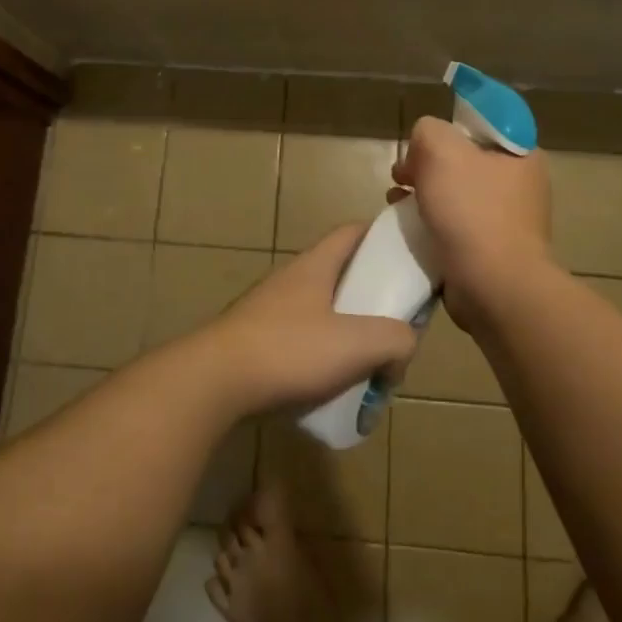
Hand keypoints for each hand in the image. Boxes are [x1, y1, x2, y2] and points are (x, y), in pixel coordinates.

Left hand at [200, 226, 417, 415]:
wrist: (215, 382)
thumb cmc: (288, 350)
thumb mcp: (356, 344)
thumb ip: (394, 339)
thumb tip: (403, 344)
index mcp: (315, 266)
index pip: (352, 232)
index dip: (380, 235)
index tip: (406, 253)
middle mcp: (292, 280)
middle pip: (340, 275)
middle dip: (371, 299)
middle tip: (395, 327)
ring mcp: (270, 310)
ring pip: (322, 312)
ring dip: (347, 334)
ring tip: (368, 368)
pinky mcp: (257, 341)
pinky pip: (301, 341)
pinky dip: (322, 358)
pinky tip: (331, 388)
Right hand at [392, 117, 552, 326]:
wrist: (493, 286)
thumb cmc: (472, 210)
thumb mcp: (441, 149)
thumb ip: (428, 131)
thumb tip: (422, 149)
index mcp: (522, 156)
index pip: (480, 128)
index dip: (446, 131)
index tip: (422, 146)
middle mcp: (520, 186)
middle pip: (463, 162)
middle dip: (427, 166)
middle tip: (402, 175)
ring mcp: (507, 222)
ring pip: (456, 196)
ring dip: (423, 195)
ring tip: (395, 201)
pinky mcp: (491, 252)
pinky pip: (455, 228)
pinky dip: (430, 225)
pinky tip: (407, 229)